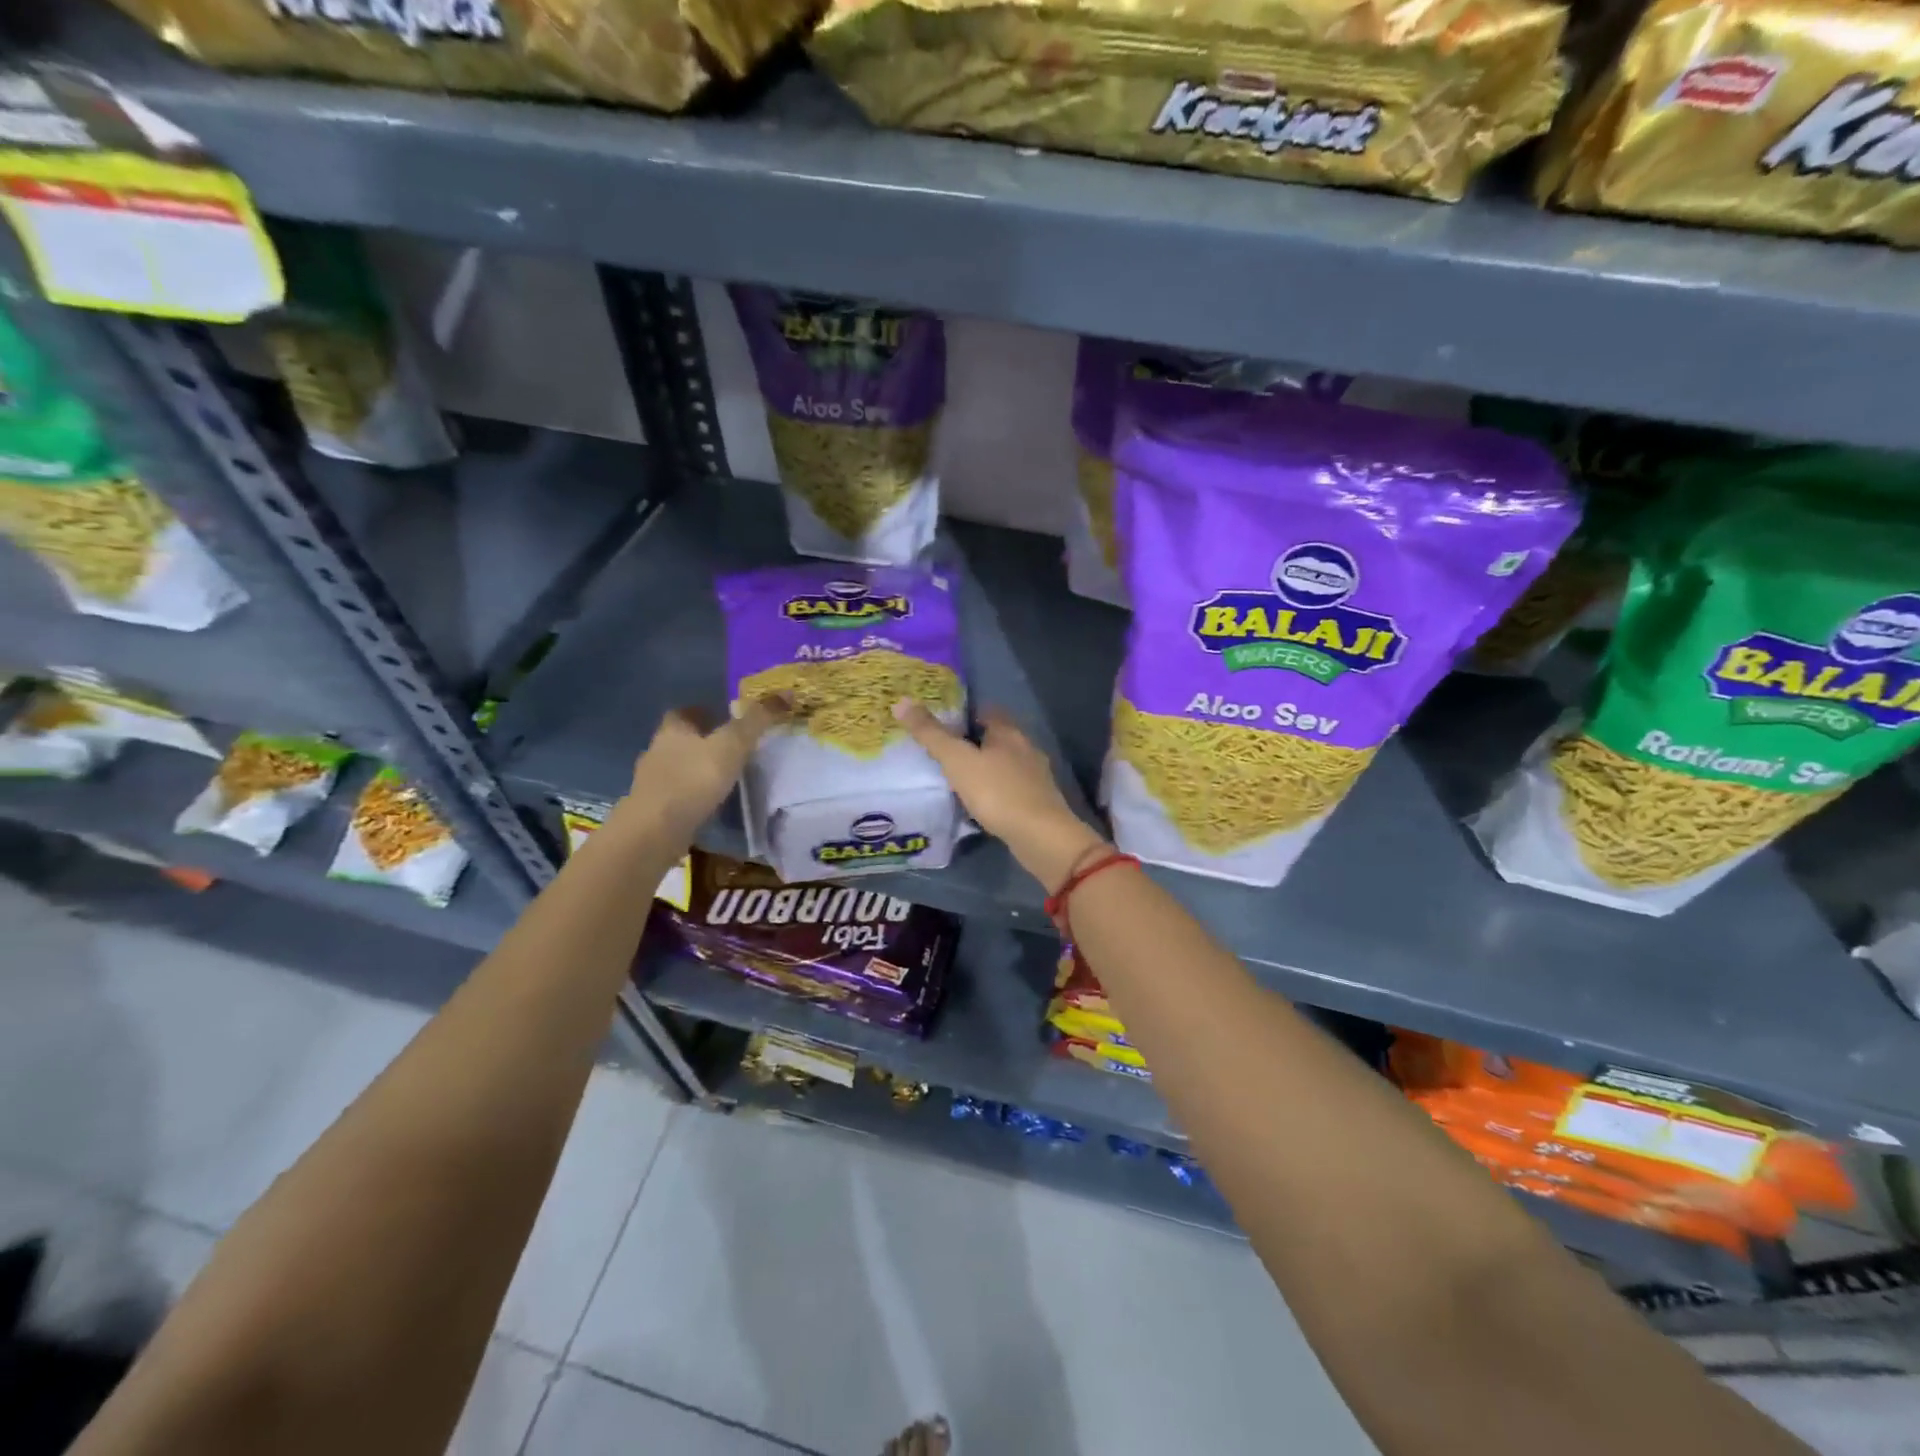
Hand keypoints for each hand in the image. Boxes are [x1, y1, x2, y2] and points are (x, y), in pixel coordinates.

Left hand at [625, 698, 787, 841]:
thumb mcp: (732, 745)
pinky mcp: (653, 809)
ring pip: (677, 768)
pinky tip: (709, 804)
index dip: (704, 712)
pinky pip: (677, 795)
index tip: (725, 719)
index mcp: (672, 729)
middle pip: (681, 739)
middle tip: (731, 748)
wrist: (655, 830)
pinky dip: (692, 795)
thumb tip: (787, 692)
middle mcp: (657, 750)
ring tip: (724, 777)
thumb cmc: (693, 779)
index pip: (685, 712)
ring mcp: (652, 782)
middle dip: (702, 741)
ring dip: (696, 770)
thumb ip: (757, 720)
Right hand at [893, 701, 1106, 891]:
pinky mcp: (1036, 801)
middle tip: (942, 751)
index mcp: (1008, 731)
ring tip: (955, 778)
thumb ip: (931, 734)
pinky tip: (978, 803)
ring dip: (983, 767)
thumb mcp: (957, 760)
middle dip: (971, 742)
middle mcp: (1025, 747)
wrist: (1040, 836)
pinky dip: (993, 790)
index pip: (985, 710)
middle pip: (995, 737)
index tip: (940, 722)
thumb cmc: (997, 792)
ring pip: (1003, 763)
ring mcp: (1034, 776)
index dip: (963, 713)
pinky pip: (1009, 787)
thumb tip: (901, 701)